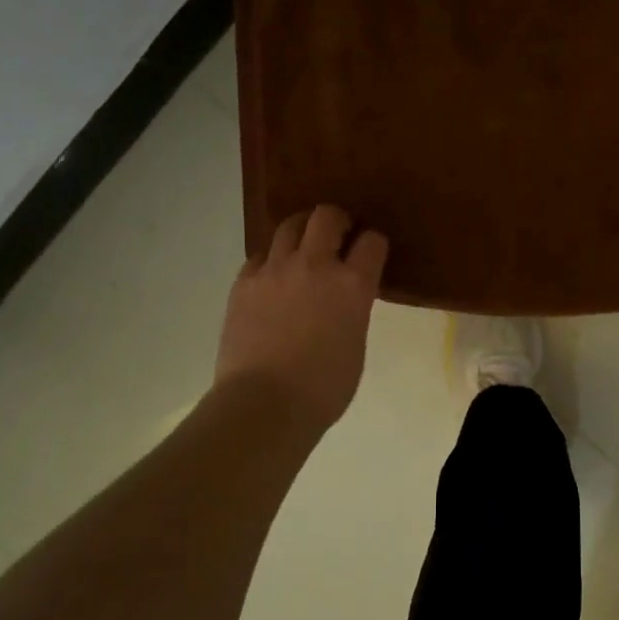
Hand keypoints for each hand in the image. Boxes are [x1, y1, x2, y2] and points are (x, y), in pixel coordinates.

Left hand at [215, 205, 388, 430]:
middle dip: (337, 220)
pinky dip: (272, 258)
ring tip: (304, 248)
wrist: (265, 403)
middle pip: (327, 216)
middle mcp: (315, 265)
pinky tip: (275, 277)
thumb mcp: (356, 345)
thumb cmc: (324, 387)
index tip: (371, 252)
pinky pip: (261, 255)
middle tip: (339, 236)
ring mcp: (274, 270)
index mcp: (352, 285)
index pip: (372, 242)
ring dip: (302, 231)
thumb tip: (345, 300)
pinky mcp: (244, 283)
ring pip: (289, 225)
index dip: (374, 244)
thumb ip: (354, 310)